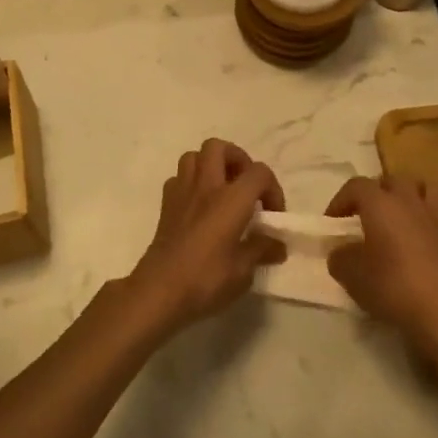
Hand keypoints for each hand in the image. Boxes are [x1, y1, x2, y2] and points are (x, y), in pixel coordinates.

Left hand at [126, 139, 285, 337]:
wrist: (160, 290)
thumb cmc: (206, 278)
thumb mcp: (244, 271)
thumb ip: (261, 250)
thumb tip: (277, 245)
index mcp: (232, 198)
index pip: (259, 172)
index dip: (272, 189)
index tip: (273, 215)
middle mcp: (207, 185)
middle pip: (219, 147)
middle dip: (237, 159)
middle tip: (245, 186)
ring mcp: (182, 191)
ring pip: (195, 156)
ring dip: (211, 165)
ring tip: (222, 190)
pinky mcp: (166, 204)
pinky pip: (178, 178)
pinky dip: (191, 183)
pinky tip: (198, 205)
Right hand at [325, 175, 437, 367]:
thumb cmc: (393, 287)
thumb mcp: (352, 276)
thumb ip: (340, 258)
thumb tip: (340, 252)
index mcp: (380, 203)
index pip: (356, 186)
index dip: (341, 200)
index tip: (332, 221)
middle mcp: (410, 201)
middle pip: (393, 180)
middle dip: (378, 192)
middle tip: (367, 214)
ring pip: (426, 190)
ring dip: (412, 197)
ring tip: (402, 216)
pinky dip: (434, 220)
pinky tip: (428, 238)